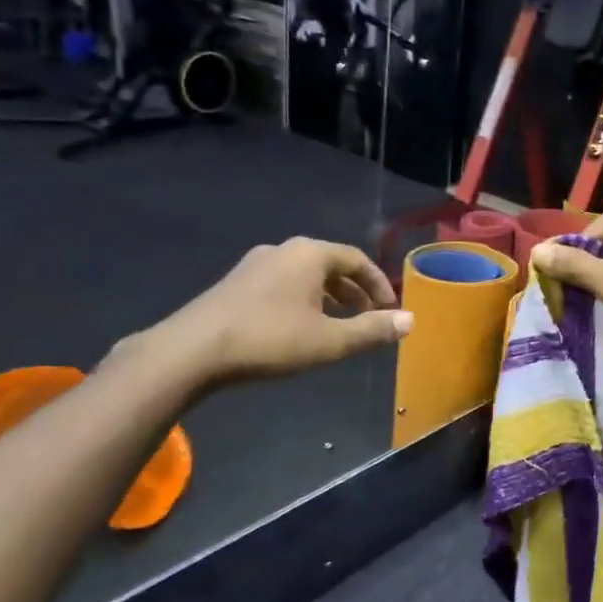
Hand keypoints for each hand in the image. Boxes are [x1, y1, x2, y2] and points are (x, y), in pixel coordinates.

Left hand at [127, 238, 412, 392]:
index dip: (379, 284)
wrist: (191, 351)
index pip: (357, 260)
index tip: (390, 310)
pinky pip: (283, 283)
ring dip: (328, 297)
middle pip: (331, 265)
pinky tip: (299, 327)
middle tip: (369, 317)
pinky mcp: (235, 283)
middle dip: (355, 291)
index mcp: (310, 254)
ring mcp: (255, 264)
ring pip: (305, 275)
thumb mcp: (329, 341)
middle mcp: (284, 250)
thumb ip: (372, 330)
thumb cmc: (269, 340)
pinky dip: (303, 300)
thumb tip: (410, 321)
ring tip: (338, 324)